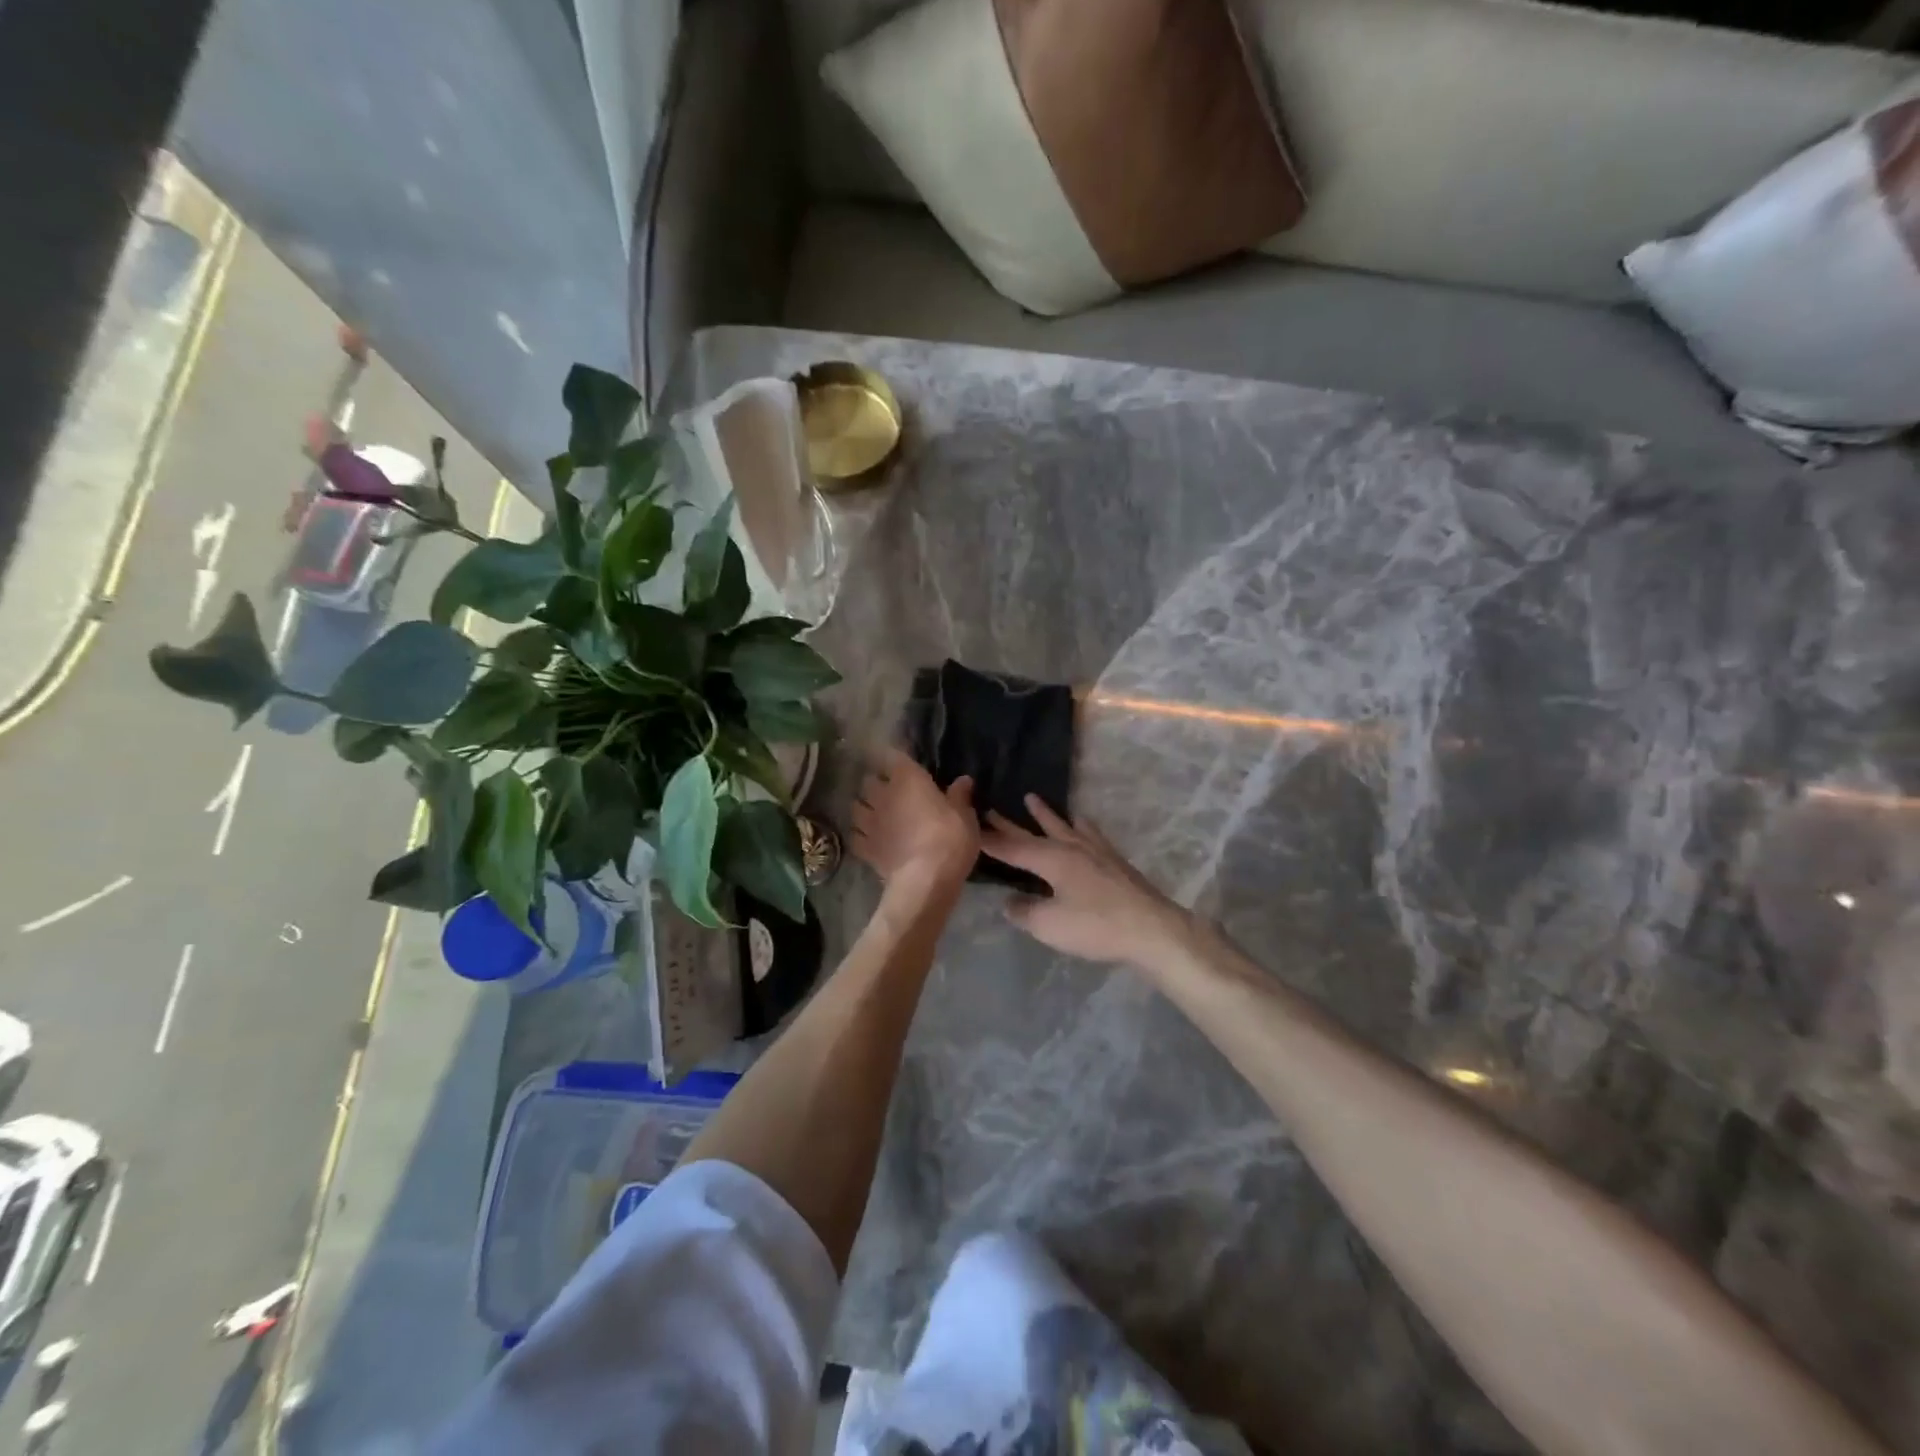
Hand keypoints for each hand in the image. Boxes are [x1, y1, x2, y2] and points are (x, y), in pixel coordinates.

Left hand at [850, 748, 978, 890]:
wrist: (925, 880)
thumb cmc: (949, 839)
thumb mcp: (965, 816)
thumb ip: (960, 796)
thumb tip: (963, 780)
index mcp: (908, 779)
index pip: (894, 755)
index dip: (896, 757)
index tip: (902, 761)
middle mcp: (883, 795)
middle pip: (870, 781)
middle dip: (877, 783)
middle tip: (890, 790)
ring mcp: (869, 822)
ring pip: (857, 806)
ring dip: (865, 807)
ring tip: (875, 813)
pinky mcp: (864, 848)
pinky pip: (856, 836)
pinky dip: (861, 835)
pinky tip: (869, 839)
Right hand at [981, 796, 1191, 968]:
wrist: (1151, 929)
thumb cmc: (1096, 926)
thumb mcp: (1049, 925)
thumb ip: (1024, 911)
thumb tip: (1008, 901)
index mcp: (1051, 859)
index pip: (1012, 848)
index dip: (989, 840)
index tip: (970, 828)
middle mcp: (1070, 847)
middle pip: (1034, 833)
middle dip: (1010, 824)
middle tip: (990, 809)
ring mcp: (1095, 851)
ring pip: (1062, 826)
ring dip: (1045, 814)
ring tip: (1032, 798)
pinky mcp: (1113, 860)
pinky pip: (1089, 833)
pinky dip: (1078, 825)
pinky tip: (1081, 822)